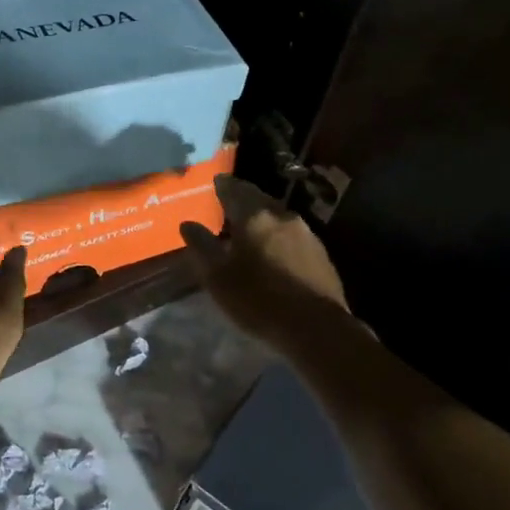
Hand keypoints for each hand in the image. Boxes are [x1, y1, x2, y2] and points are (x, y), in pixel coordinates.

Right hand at [180, 174, 349, 348]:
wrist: (316, 327)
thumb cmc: (258, 300)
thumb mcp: (218, 277)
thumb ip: (202, 246)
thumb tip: (187, 224)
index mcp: (254, 216)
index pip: (234, 190)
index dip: (223, 185)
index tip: (216, 181)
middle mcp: (281, 216)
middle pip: (258, 198)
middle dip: (243, 197)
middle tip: (229, 201)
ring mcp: (305, 233)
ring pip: (277, 215)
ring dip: (262, 216)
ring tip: (249, 226)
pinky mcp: (321, 253)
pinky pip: (293, 234)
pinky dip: (278, 234)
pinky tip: (274, 249)